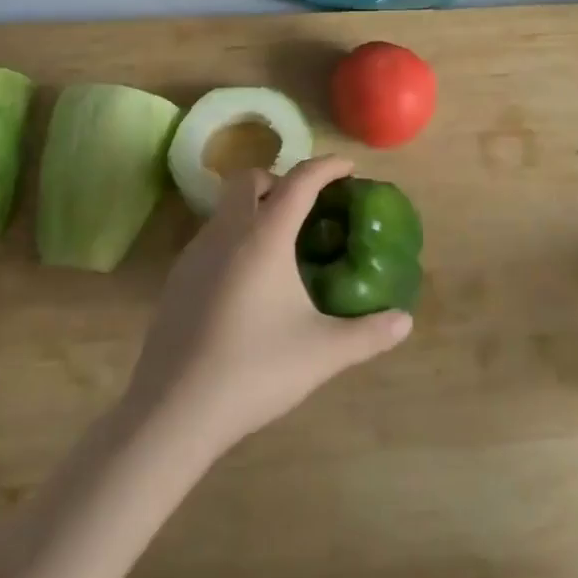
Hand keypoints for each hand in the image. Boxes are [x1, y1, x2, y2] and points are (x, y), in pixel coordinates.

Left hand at [122, 156, 411, 455]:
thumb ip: (368, 334)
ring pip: (226, 207)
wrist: (172, 410)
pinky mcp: (176, 278)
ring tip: (280, 244)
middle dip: (281, 180)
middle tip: (308, 207)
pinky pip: (211, 236)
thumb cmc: (254, 370)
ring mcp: (195, 253)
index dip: (327, 167)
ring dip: (254, 207)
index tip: (348, 168)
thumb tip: (405, 321)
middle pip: (251, 179)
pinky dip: (234, 236)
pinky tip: (247, 280)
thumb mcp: (322, 353)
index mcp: (265, 237)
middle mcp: (227, 232)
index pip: (300, 181)